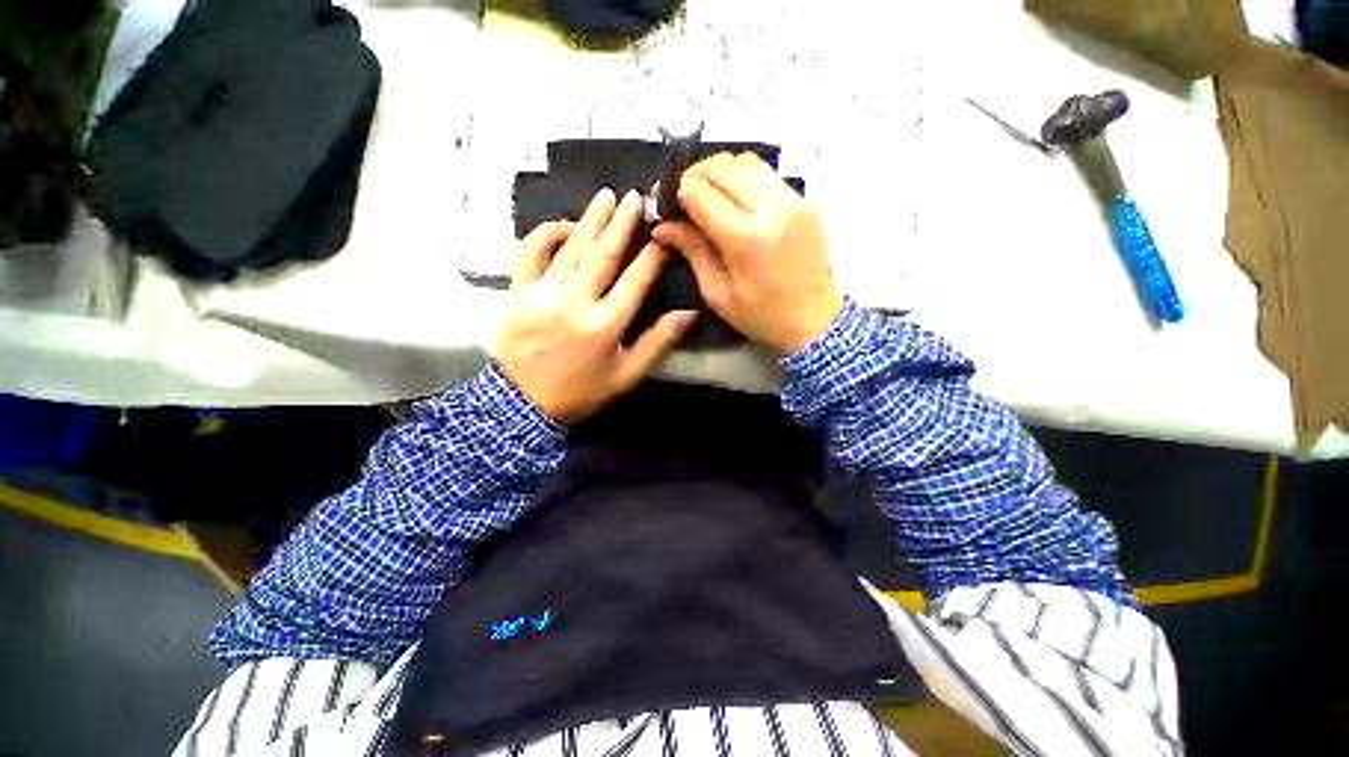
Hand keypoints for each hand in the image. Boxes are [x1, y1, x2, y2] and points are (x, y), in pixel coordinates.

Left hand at [495, 188, 696, 423]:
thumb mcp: (627, 376)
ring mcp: (542, 294)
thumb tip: (688, 313)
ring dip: (591, 219)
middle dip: (623, 223)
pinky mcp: (517, 292)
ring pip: (571, 248)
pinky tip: (563, 224)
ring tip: (607, 197)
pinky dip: (546, 234)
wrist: (523, 404)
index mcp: (605, 325)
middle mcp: (575, 303)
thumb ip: (657, 343)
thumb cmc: (582, 391)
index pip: (636, 280)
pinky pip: (530, 253)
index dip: (653, 255)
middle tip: (636, 197)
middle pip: (604, 254)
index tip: (664, 233)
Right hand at [652, 152, 843, 354]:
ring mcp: (792, 199)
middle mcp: (771, 208)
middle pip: (721, 167)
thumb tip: (662, 226)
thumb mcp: (718, 293)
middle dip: (694, 176)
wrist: (815, 320)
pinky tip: (734, 199)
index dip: (676, 193)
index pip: (700, 193)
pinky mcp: (804, 199)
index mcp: (746, 238)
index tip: (665, 204)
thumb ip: (693, 251)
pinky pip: (765, 173)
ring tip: (707, 195)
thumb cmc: (762, 315)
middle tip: (682, 198)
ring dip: (719, 172)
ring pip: (744, 161)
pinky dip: (742, 177)